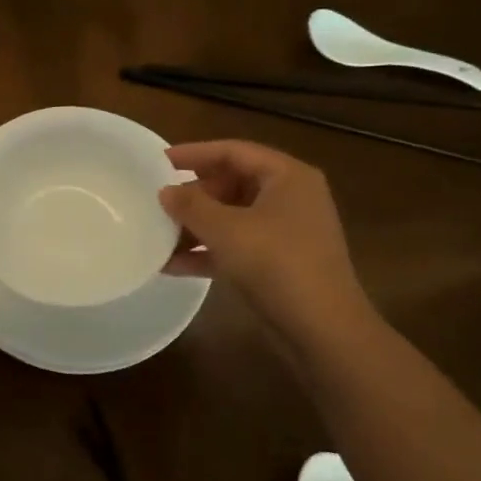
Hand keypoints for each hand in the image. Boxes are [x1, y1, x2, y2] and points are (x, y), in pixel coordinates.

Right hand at [160, 140, 377, 344]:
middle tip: (159, 202)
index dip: (195, 153)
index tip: (159, 160)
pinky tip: (172, 266)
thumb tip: (165, 191)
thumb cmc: (276, 264)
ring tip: (158, 235)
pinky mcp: (278, 264)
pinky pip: (236, 247)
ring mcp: (285, 233)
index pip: (234, 151)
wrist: (322, 329)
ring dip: (196, 227)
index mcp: (287, 177)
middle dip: (194, 195)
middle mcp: (289, 198)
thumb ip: (191, 206)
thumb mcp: (226, 230)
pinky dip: (208, 253)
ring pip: (232, 218)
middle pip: (232, 183)